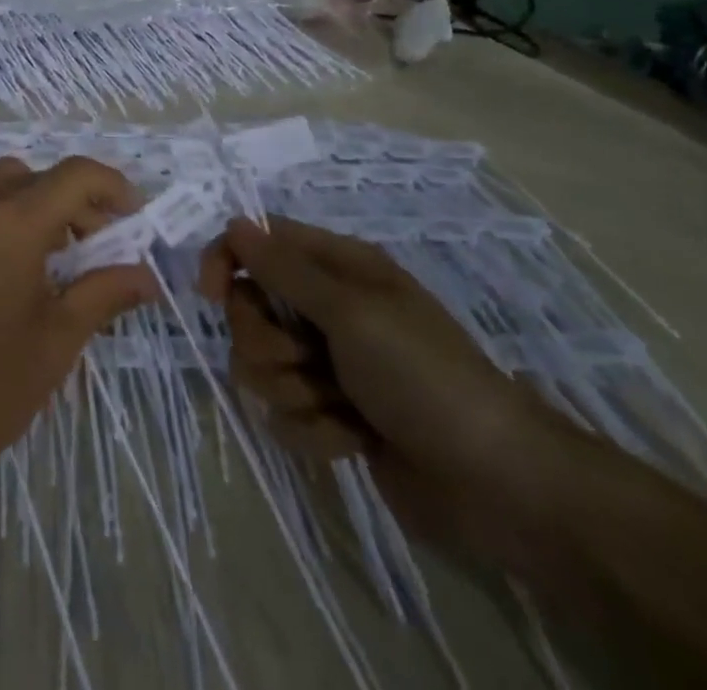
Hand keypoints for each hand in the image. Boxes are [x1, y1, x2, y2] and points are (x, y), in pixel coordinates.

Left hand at [0, 156, 156, 514]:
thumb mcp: (55, 343)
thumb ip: (104, 294)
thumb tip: (147, 275)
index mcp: (11, 221)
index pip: (75, 174)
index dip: (113, 187)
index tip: (135, 219)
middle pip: (38, 176)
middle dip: (76, 200)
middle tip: (99, 246)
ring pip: (2, 185)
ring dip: (38, 205)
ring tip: (57, 260)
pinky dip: (3, 217)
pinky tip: (12, 270)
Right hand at [200, 216, 573, 567]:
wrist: (495, 484)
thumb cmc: (423, 376)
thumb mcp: (351, 312)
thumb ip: (285, 270)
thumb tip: (234, 223)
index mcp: (337, 268)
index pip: (258, 242)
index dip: (228, 260)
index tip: (210, 294)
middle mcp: (327, 309)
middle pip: (251, 309)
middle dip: (268, 342)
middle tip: (306, 360)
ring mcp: (328, 364)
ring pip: (261, 366)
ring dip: (293, 391)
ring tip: (339, 407)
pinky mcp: (332, 415)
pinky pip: (286, 414)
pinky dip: (315, 431)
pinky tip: (354, 440)